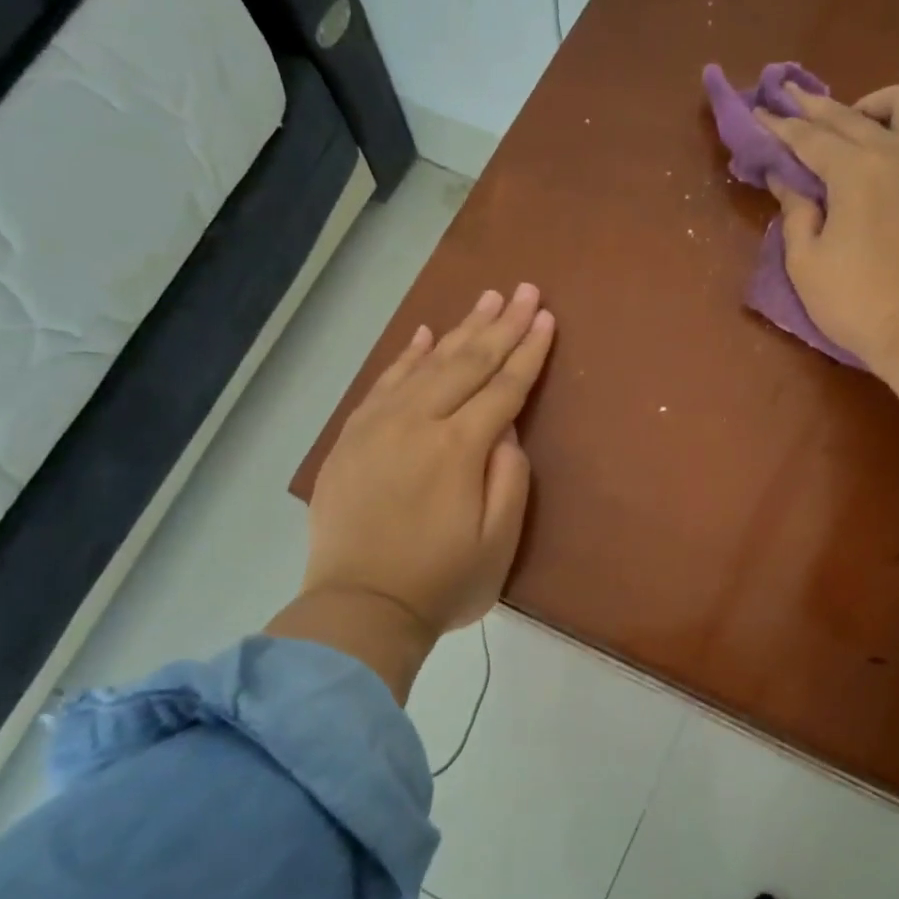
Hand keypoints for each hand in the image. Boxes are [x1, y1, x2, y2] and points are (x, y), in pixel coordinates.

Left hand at [277, 285, 554, 691]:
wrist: (360, 608)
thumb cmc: (442, 582)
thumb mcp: (498, 541)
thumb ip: (509, 477)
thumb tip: (507, 429)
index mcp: (459, 448)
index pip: (503, 388)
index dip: (528, 352)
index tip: (546, 318)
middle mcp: (418, 423)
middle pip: (467, 363)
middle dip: (501, 325)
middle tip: (525, 290)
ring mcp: (378, 426)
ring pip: (426, 364)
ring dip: (460, 330)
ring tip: (487, 299)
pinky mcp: (352, 438)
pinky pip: (384, 383)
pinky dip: (407, 355)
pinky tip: (425, 334)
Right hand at [757, 82, 898, 370]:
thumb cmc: (856, 302)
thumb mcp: (806, 264)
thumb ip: (796, 214)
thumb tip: (788, 182)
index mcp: (855, 169)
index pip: (809, 137)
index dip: (779, 127)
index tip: (759, 114)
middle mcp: (898, 151)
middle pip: (850, 116)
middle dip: (815, 106)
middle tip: (790, 99)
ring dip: (878, 104)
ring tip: (860, 122)